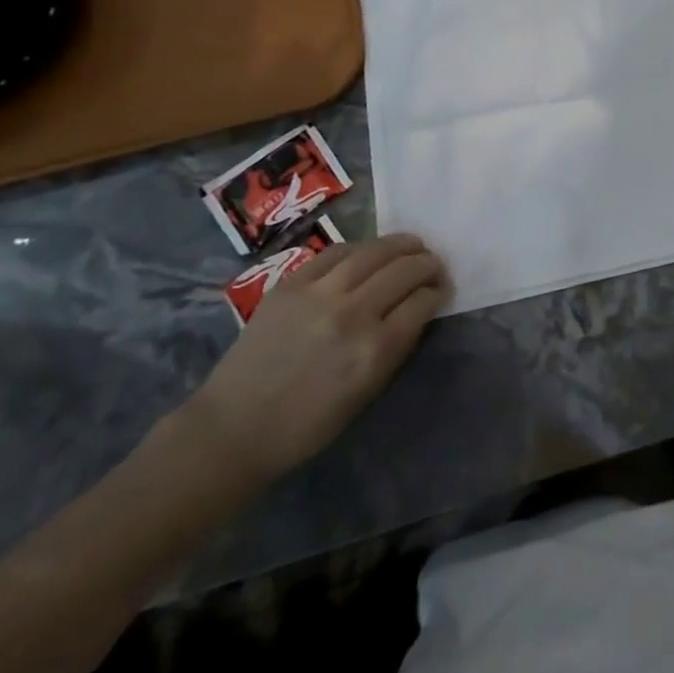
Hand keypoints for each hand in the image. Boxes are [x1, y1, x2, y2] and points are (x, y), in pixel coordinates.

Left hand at [182, 234, 450, 482]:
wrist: (234, 427)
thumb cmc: (308, 423)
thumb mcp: (369, 390)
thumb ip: (398, 345)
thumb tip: (419, 308)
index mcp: (376, 349)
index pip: (423, 301)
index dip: (437, 292)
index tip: (439, 291)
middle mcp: (352, 314)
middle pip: (405, 270)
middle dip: (427, 264)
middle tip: (433, 266)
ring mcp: (319, 294)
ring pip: (374, 252)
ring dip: (402, 245)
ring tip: (413, 245)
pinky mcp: (291, 284)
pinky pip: (337, 252)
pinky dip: (361, 248)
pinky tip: (370, 252)